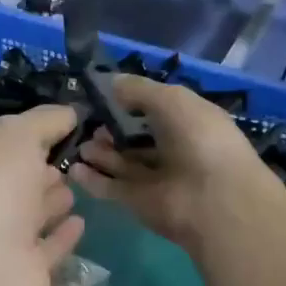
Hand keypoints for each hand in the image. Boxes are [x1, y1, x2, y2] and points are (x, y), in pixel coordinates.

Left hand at [0, 106, 86, 285]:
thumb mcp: (15, 136)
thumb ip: (44, 120)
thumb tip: (70, 113)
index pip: (4, 148)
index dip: (33, 137)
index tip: (69, 127)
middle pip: (17, 182)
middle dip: (41, 169)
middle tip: (75, 158)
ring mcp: (4, 242)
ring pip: (32, 215)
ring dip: (52, 201)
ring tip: (78, 186)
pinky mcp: (27, 274)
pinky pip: (49, 248)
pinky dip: (63, 235)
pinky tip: (81, 222)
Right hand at [69, 76, 271, 250]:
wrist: (212, 199)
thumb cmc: (198, 138)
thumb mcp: (170, 99)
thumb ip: (138, 90)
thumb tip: (111, 83)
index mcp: (189, 122)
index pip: (156, 110)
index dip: (131, 103)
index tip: (102, 96)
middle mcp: (174, 150)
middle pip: (136, 139)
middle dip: (112, 130)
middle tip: (88, 122)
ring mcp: (156, 179)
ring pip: (123, 163)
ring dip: (101, 153)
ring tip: (80, 143)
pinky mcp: (139, 202)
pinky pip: (111, 187)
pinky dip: (93, 179)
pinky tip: (73, 168)